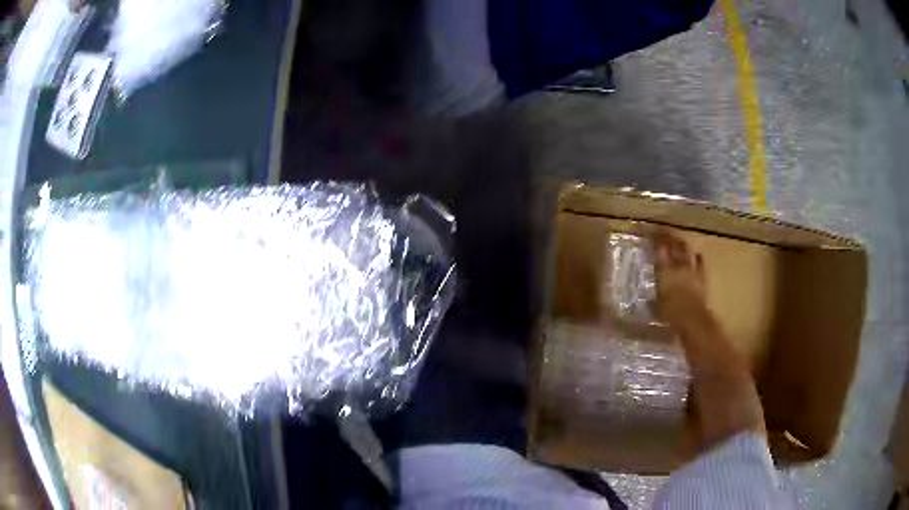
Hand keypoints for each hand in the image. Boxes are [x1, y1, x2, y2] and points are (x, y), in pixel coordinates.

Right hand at [654, 230, 705, 328]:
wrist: (692, 318)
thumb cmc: (670, 313)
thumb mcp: (656, 304)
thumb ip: (655, 292)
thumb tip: (648, 294)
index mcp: (664, 269)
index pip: (659, 248)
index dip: (655, 239)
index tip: (651, 233)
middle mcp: (678, 265)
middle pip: (674, 245)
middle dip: (669, 237)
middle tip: (663, 233)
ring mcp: (691, 269)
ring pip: (686, 250)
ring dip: (682, 244)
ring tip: (678, 241)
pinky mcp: (701, 275)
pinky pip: (699, 261)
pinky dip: (696, 256)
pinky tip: (695, 254)